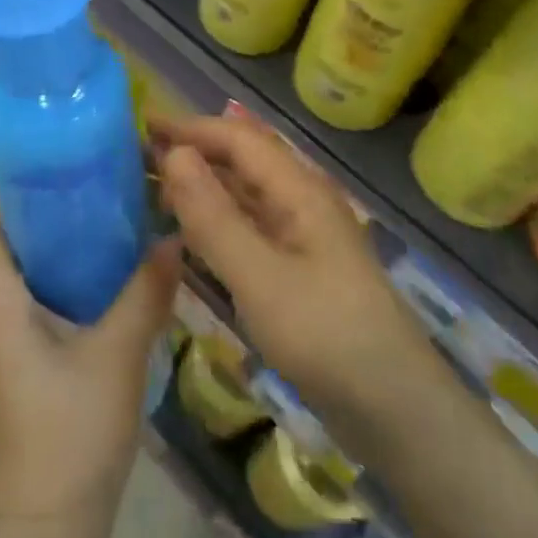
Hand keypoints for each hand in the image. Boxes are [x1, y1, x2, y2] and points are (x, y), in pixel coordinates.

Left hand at [0, 197, 179, 520]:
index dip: (8, 190)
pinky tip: (101, 279)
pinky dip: (59, 281)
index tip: (49, 160)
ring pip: (20, 278)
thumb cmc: (69, 433)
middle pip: (4, 247)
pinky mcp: (20, 370)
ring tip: (100, 217)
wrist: (47, 531)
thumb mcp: (116, 356)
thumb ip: (145, 293)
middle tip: (87, 181)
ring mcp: (3, 348)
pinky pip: (32, 306)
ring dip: (52, 246)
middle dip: (40, 211)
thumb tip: (174, 236)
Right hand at [155, 113, 438, 442]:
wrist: (398, 413)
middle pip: (241, 160)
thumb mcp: (259, 278)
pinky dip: (216, 219)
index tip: (142, 123)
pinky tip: (189, 232)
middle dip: (193, 151)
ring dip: (202, 185)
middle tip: (139, 157)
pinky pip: (248, 226)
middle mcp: (300, 200)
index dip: (190, 127)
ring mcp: (301, 235)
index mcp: (298, 189)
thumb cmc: (327, 337)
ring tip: (154, 189)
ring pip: (244, 193)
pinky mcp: (298, 267)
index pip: (236, 138)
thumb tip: (172, 155)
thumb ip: (212, 216)